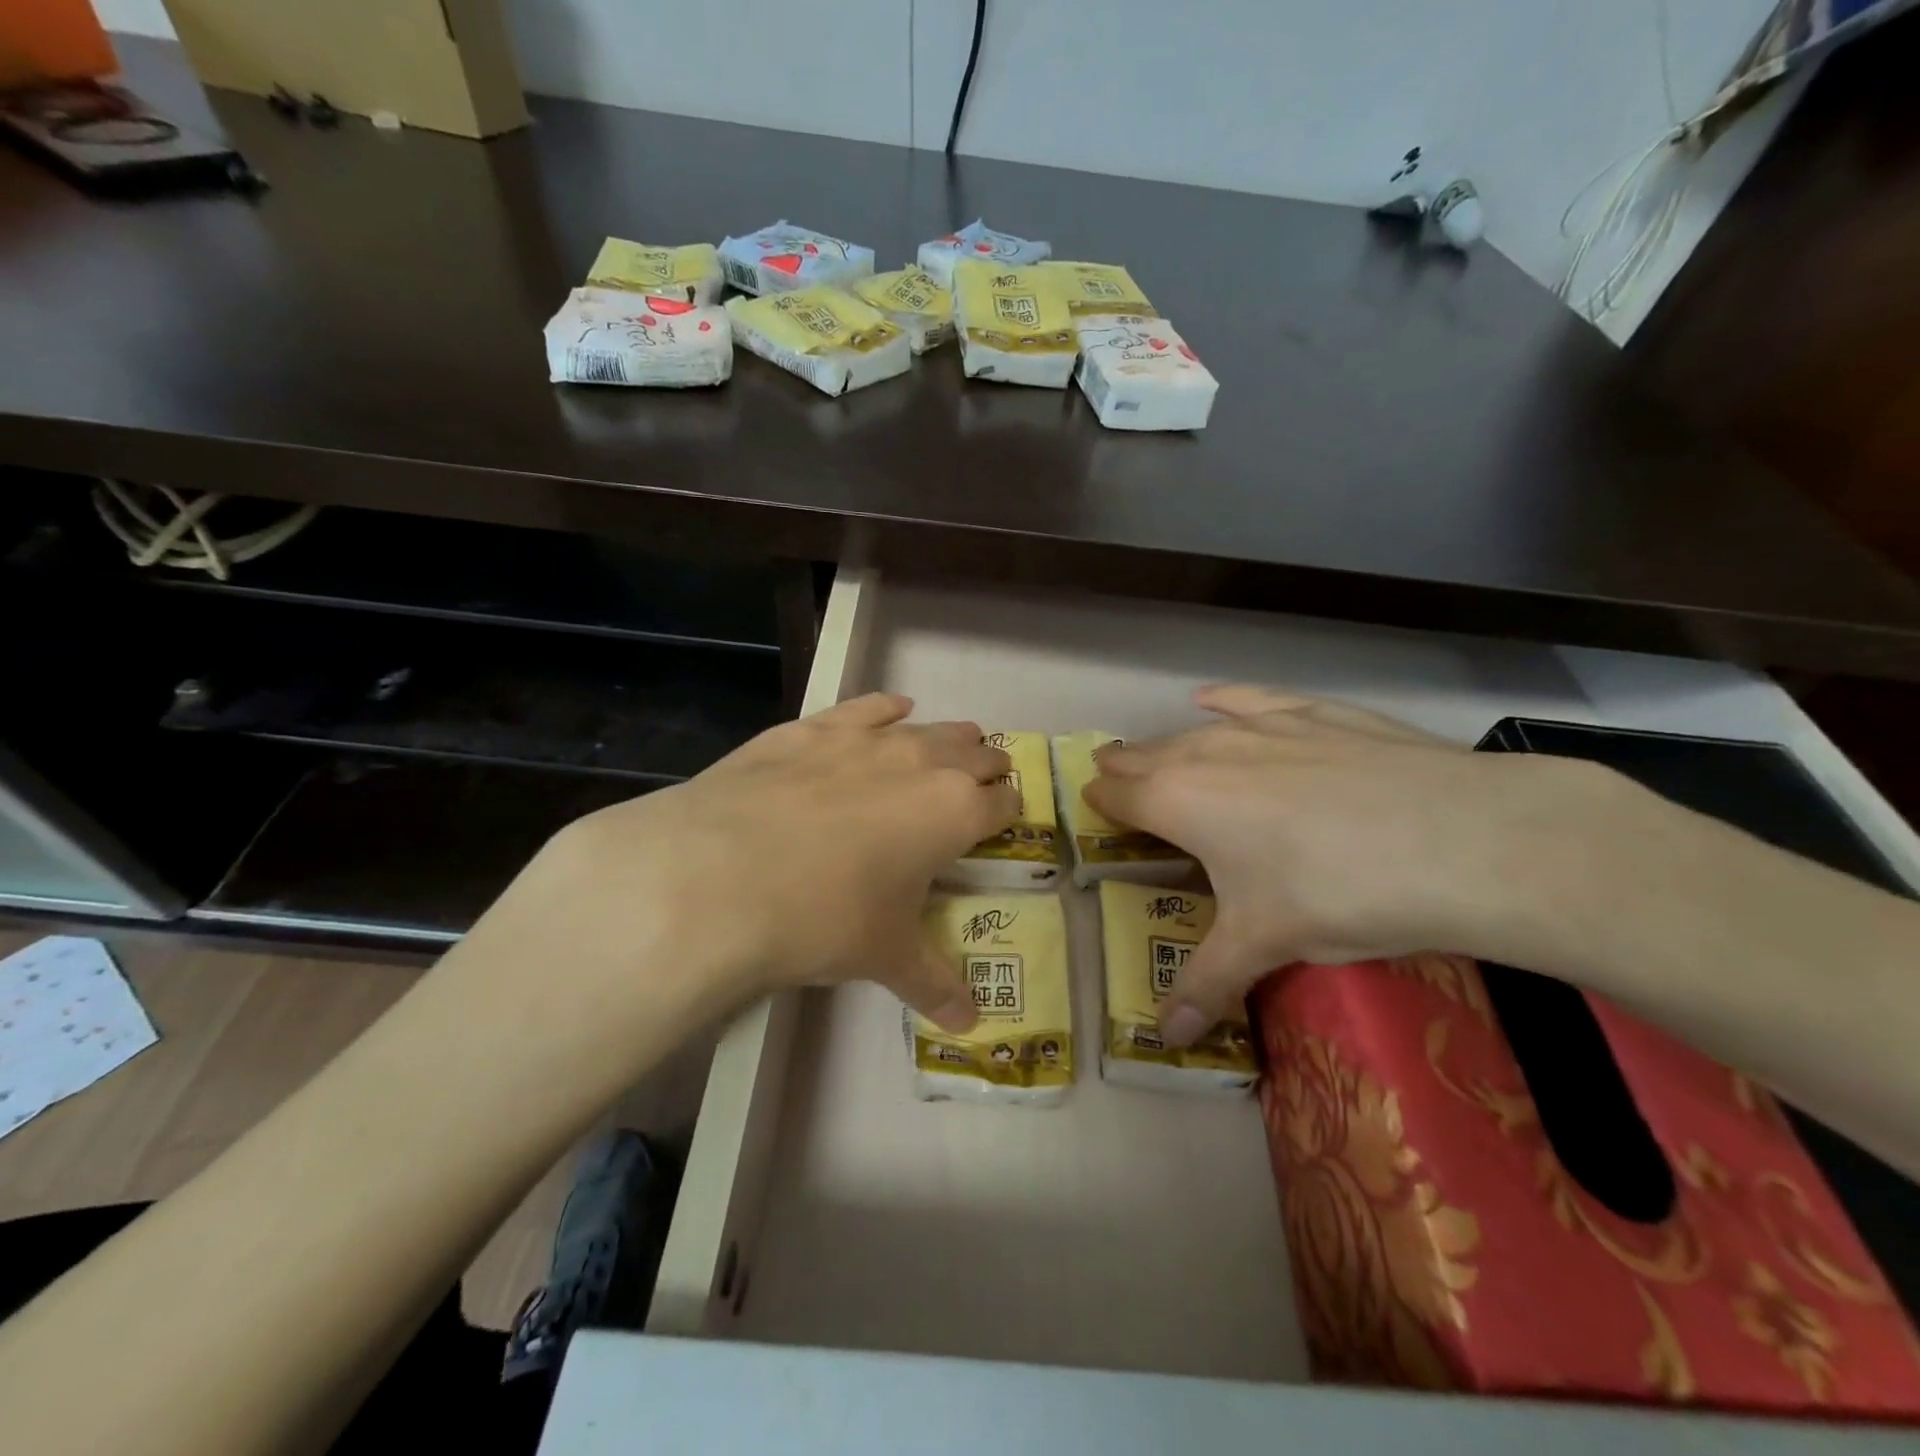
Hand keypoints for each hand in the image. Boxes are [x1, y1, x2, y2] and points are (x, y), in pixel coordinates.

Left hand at [495, 692, 1015, 1032]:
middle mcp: (923, 762)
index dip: (1007, 811)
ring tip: (950, 749)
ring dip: (949, 738)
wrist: (718, 876)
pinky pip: (869, 706)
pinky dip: (887, 709)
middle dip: (986, 769)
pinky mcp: (815, 726)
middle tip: (979, 788)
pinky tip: (891, 711)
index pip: (1003, 803)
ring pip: (931, 726)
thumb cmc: (823, 918)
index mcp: (955, 812)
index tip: (1001, 821)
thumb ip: (934, 984)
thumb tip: (968, 1025)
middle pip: (976, 753)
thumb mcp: (884, 956)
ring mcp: (866, 737)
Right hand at [1087, 685, 1619, 1044]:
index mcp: (1178, 802)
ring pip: (1193, 728)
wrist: (1459, 839)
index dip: (1100, 803)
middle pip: (1145, 755)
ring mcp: (1262, 726)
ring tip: (1156, 753)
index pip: (1117, 794)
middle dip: (1125, 769)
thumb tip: (1166, 1040)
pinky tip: (1214, 698)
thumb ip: (1207, 984)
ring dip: (1168, 743)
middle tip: (1117, 782)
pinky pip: (1251, 698)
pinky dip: (1226, 700)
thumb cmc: (1336, 894)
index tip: (1095, 811)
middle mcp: (1206, 752)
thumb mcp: (1265, 942)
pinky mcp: (1314, 712)